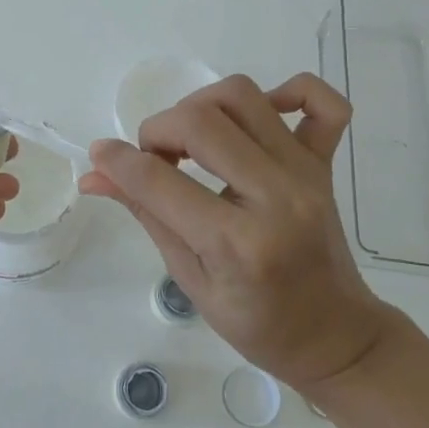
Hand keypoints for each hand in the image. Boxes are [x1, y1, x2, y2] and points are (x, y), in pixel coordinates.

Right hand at [79, 72, 397, 390]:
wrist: (333, 335)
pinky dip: (289, 91)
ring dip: (202, 106)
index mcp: (238, 244)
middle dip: (158, 130)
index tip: (100, 154)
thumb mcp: (190, 279)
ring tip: (192, 138)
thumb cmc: (257, 322)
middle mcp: (276, 196)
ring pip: (244, 96)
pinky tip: (261, 112)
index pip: (161, 181)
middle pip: (201, 122)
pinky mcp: (325, 163)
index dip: (118, 161)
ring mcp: (306, 174)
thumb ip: (146, 214)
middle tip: (155, 159)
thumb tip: (94, 175)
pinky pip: (322, 103)